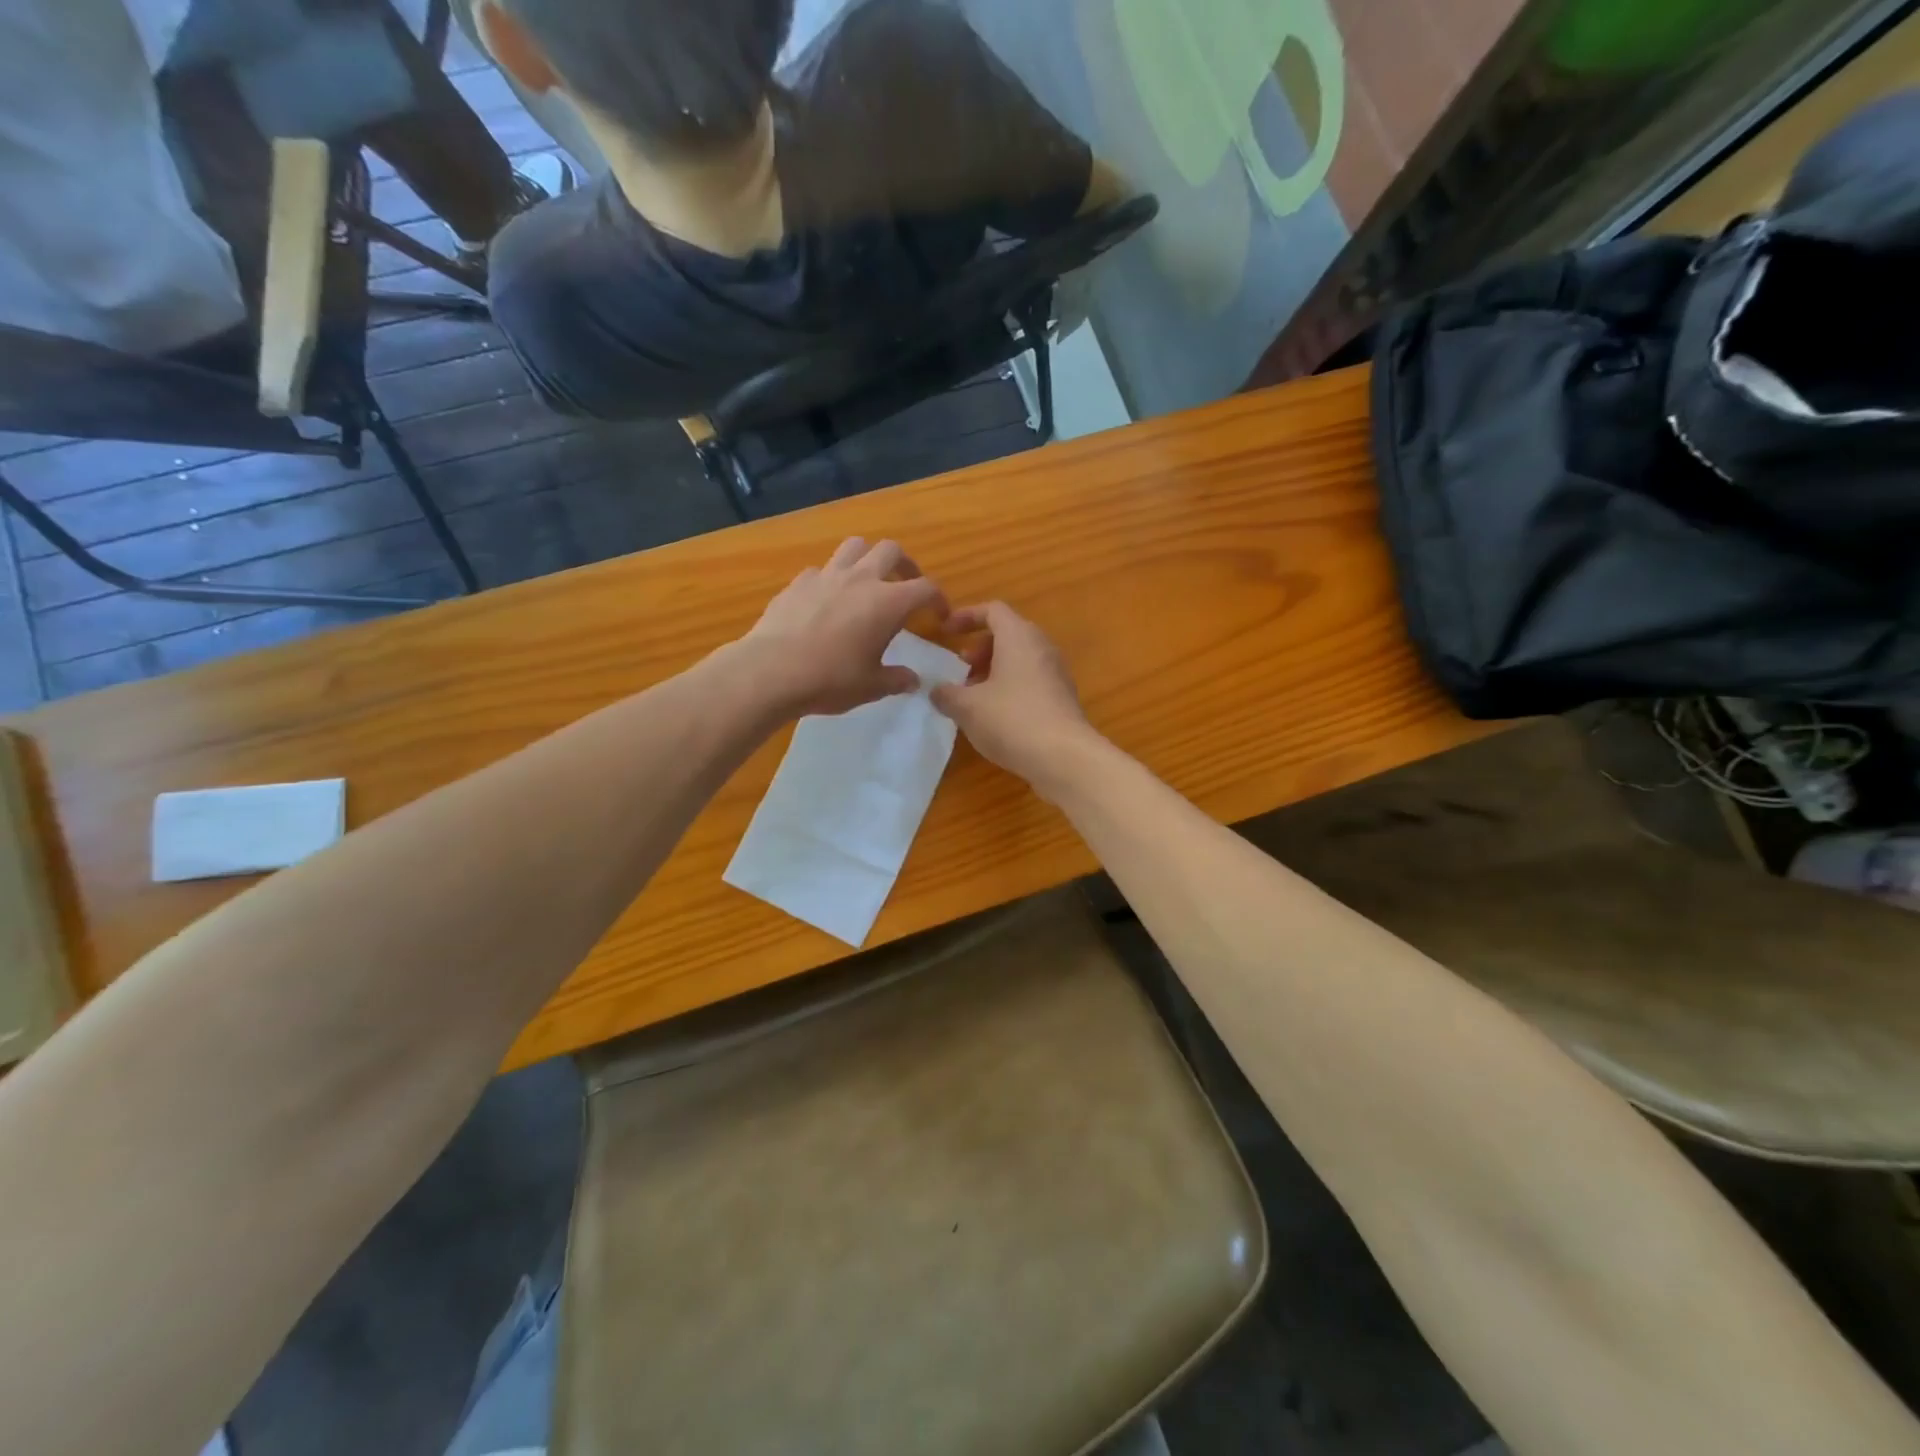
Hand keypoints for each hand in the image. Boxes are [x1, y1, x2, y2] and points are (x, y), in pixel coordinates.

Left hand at [735, 538, 947, 717]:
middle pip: (891, 551)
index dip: (938, 599)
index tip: (939, 615)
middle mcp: (861, 579)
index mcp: (888, 602)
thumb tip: (913, 680)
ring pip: (854, 547)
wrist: (771, 671)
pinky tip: (827, 601)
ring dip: (867, 558)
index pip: (925, 588)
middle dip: (905, 565)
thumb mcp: (872, 687)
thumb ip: (897, 679)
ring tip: (867, 582)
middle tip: (905, 586)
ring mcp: (826, 576)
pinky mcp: (797, 583)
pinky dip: (831, 579)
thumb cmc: (831, 679)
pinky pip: (821, 570)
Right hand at [930, 602, 1101, 795]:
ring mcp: (1056, 673)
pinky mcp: (1062, 698)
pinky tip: (995, 716)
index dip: (966, 616)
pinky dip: (1010, 688)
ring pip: (1020, 659)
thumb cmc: (1011, 720)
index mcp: (1018, 636)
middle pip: (1008, 634)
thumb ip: (946, 694)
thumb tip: (937, 691)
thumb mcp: (967, 707)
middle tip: (961, 668)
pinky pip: (1031, 681)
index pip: (993, 610)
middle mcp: (1041, 647)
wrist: (1064, 757)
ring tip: (974, 696)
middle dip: (980, 648)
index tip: (945, 632)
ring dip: (994, 671)